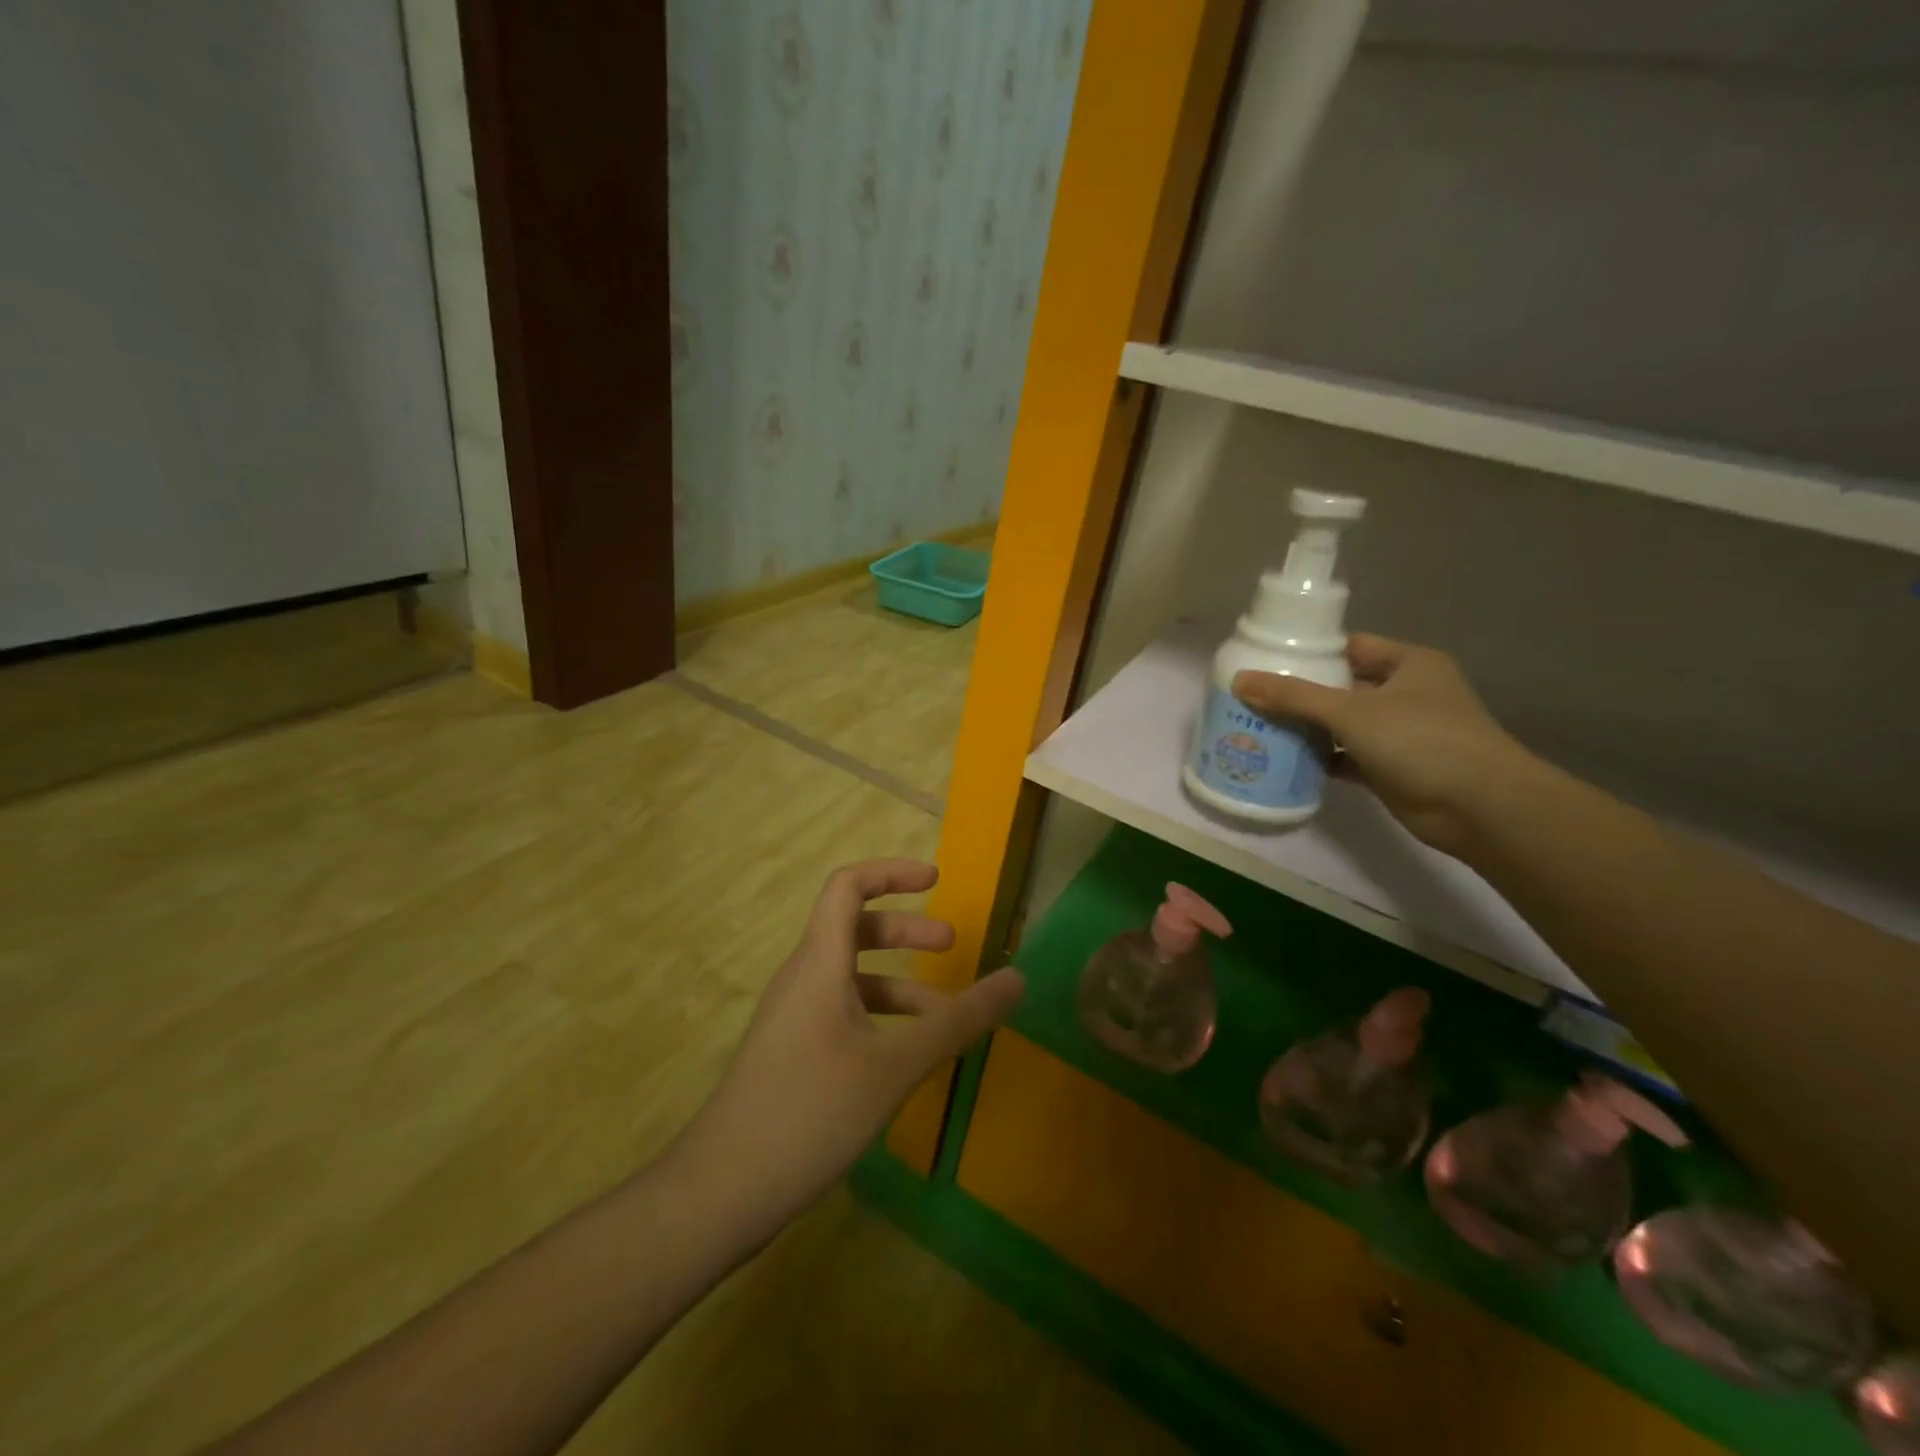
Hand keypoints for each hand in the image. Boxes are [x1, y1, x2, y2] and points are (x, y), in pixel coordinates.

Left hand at [669, 859, 1023, 1245]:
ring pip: (851, 977)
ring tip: (945, 1017)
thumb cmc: (812, 1110)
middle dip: (906, 929)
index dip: (891, 872)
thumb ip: (958, 1021)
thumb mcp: (896, 1066)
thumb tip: (1017, 979)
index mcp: (820, 962)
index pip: (847, 885)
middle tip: (951, 945)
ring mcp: (793, 1017)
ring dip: (900, 984)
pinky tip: (907, 1058)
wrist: (721, 1191)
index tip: (936, 880)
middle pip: (854, 928)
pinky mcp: (791, 1052)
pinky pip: (842, 1013)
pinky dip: (880, 1018)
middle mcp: (803, 978)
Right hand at [1233, 635, 1531, 856]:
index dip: (1311, 651)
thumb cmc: (1421, 741)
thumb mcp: (1351, 711)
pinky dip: (1321, 759)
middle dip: (1301, 693)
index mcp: (1409, 664)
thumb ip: (1294, 696)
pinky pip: (1346, 757)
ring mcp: (1402, 733)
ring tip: (1260, 726)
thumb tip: (1239, 680)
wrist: (1479, 807)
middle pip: (1342, 686)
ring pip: (1343, 724)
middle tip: (1254, 696)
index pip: (1351, 647)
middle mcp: (1407, 693)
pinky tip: (1286, 760)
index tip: (1268, 659)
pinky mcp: (1392, 769)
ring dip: (1308, 728)